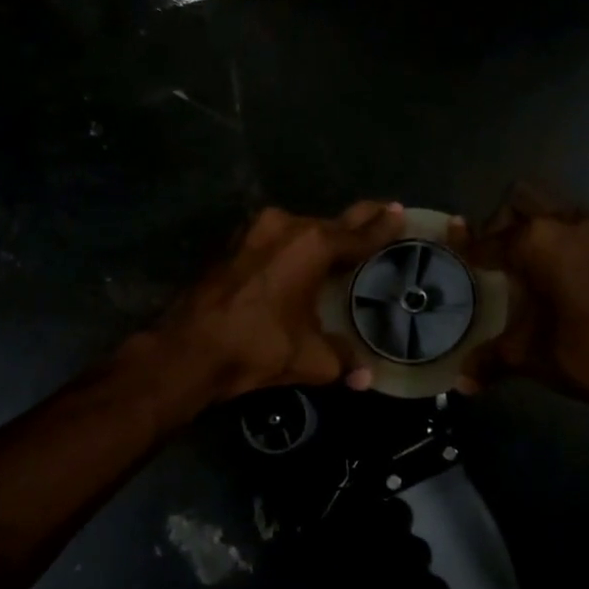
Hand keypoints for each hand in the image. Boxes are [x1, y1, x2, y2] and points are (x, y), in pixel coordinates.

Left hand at [154, 202, 406, 401]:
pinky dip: (293, 245)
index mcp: (312, 246)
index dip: (384, 225)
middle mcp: (285, 227)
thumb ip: (343, 361)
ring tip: (343, 244)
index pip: (359, 234)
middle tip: (384, 212)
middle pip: (331, 223)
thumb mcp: (310, 358)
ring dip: (321, 235)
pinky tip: (300, 258)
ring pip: (300, 229)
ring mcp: (254, 231)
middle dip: (358, 220)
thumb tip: (366, 377)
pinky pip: (275, 238)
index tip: (400, 211)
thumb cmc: (256, 347)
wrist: (188, 349)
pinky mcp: (233, 243)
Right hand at [459, 188, 588, 424]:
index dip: (466, 245)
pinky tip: (553, 276)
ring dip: (533, 227)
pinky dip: (557, 239)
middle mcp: (565, 225)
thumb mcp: (526, 356)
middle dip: (501, 224)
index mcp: (537, 243)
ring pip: (552, 209)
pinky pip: (575, 226)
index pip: (489, 240)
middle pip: (521, 201)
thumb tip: (461, 383)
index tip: (452, 245)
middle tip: (493, 260)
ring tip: (522, 266)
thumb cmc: (582, 354)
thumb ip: (488, 360)